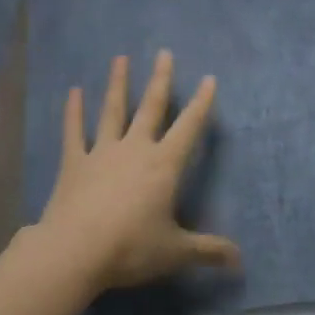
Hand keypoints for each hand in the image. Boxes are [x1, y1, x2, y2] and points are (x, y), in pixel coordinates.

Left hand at [34, 50, 239, 293]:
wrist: (74, 252)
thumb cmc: (131, 248)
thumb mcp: (176, 252)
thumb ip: (209, 251)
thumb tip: (241, 261)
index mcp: (164, 165)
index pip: (189, 127)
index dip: (202, 103)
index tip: (209, 79)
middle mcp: (135, 149)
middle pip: (151, 108)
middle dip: (161, 80)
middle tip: (164, 53)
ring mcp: (102, 152)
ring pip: (113, 111)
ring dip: (118, 84)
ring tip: (120, 58)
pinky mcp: (74, 163)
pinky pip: (73, 132)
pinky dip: (73, 111)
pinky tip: (74, 92)